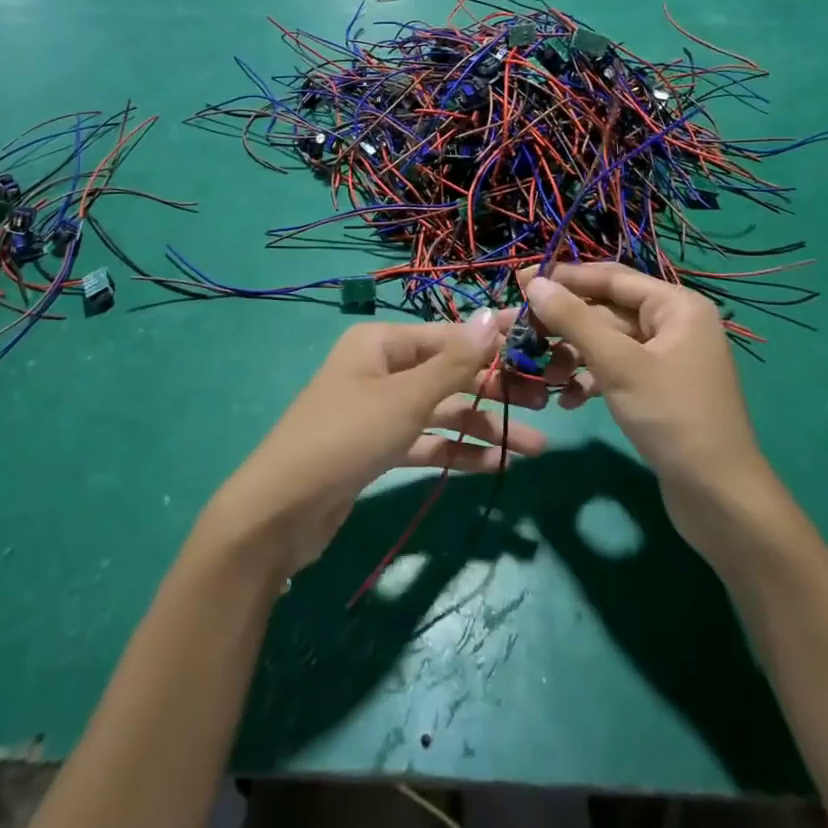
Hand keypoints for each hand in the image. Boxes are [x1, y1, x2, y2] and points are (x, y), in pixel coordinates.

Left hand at [200, 311, 548, 577]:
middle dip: (495, 390)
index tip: (541, 349)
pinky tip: (495, 465)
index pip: (450, 336)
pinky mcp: (378, 448)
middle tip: (547, 406)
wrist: (280, 512)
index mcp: (381, 342)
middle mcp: (381, 368)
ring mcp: (378, 409)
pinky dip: (457, 451)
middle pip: (449, 374)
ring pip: (442, 411)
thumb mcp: (406, 397)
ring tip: (534, 449)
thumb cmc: (346, 437)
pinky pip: (427, 442)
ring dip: (484, 427)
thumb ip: (454, 362)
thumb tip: (494, 316)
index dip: (495, 343)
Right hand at [519, 264, 771, 549]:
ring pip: (608, 342)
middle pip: (607, 309)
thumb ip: (574, 319)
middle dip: (565, 323)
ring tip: (545, 375)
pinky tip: (567, 400)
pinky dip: (591, 379)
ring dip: (574, 355)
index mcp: (676, 306)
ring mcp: (667, 358)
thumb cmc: (672, 417)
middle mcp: (674, 324)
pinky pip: (617, 369)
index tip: (518, 281)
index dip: (563, 277)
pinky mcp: (659, 389)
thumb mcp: (617, 364)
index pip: (610, 277)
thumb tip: (534, 283)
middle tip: (520, 331)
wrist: (719, 498)